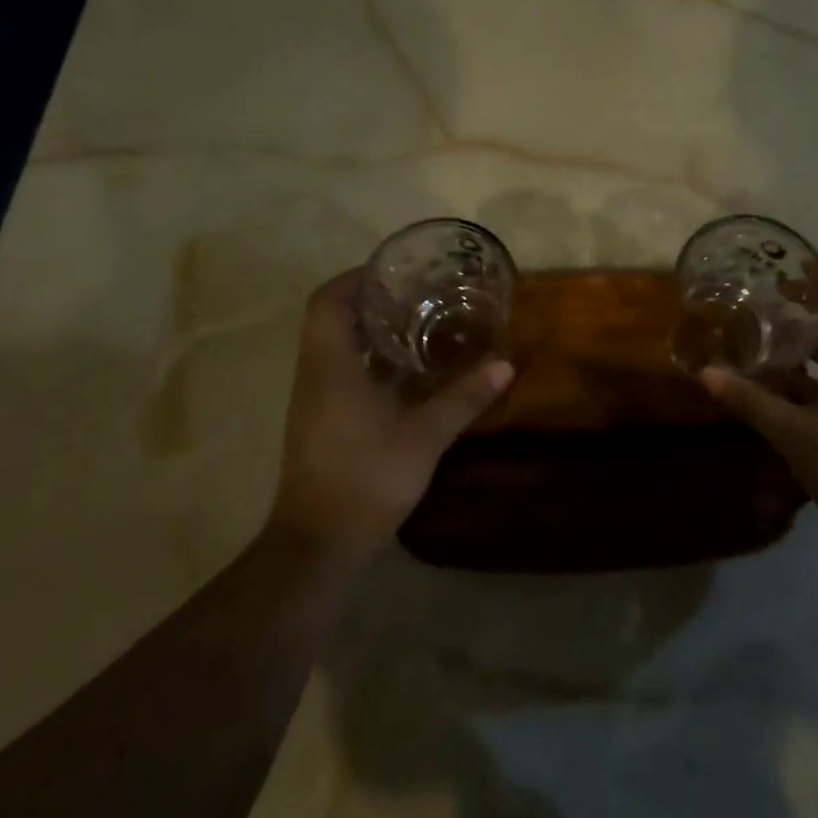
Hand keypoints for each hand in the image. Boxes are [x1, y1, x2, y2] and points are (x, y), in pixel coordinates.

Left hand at [267, 269, 513, 562]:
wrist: (318, 545)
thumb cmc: (366, 477)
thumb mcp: (424, 436)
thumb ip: (463, 398)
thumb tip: (504, 365)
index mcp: (330, 365)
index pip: (327, 301)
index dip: (355, 278)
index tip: (391, 272)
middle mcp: (315, 375)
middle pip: (331, 320)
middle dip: (369, 302)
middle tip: (415, 296)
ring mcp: (313, 401)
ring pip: (334, 348)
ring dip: (369, 333)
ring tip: (416, 327)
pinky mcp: (319, 424)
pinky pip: (339, 374)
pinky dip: (368, 363)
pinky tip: (405, 376)